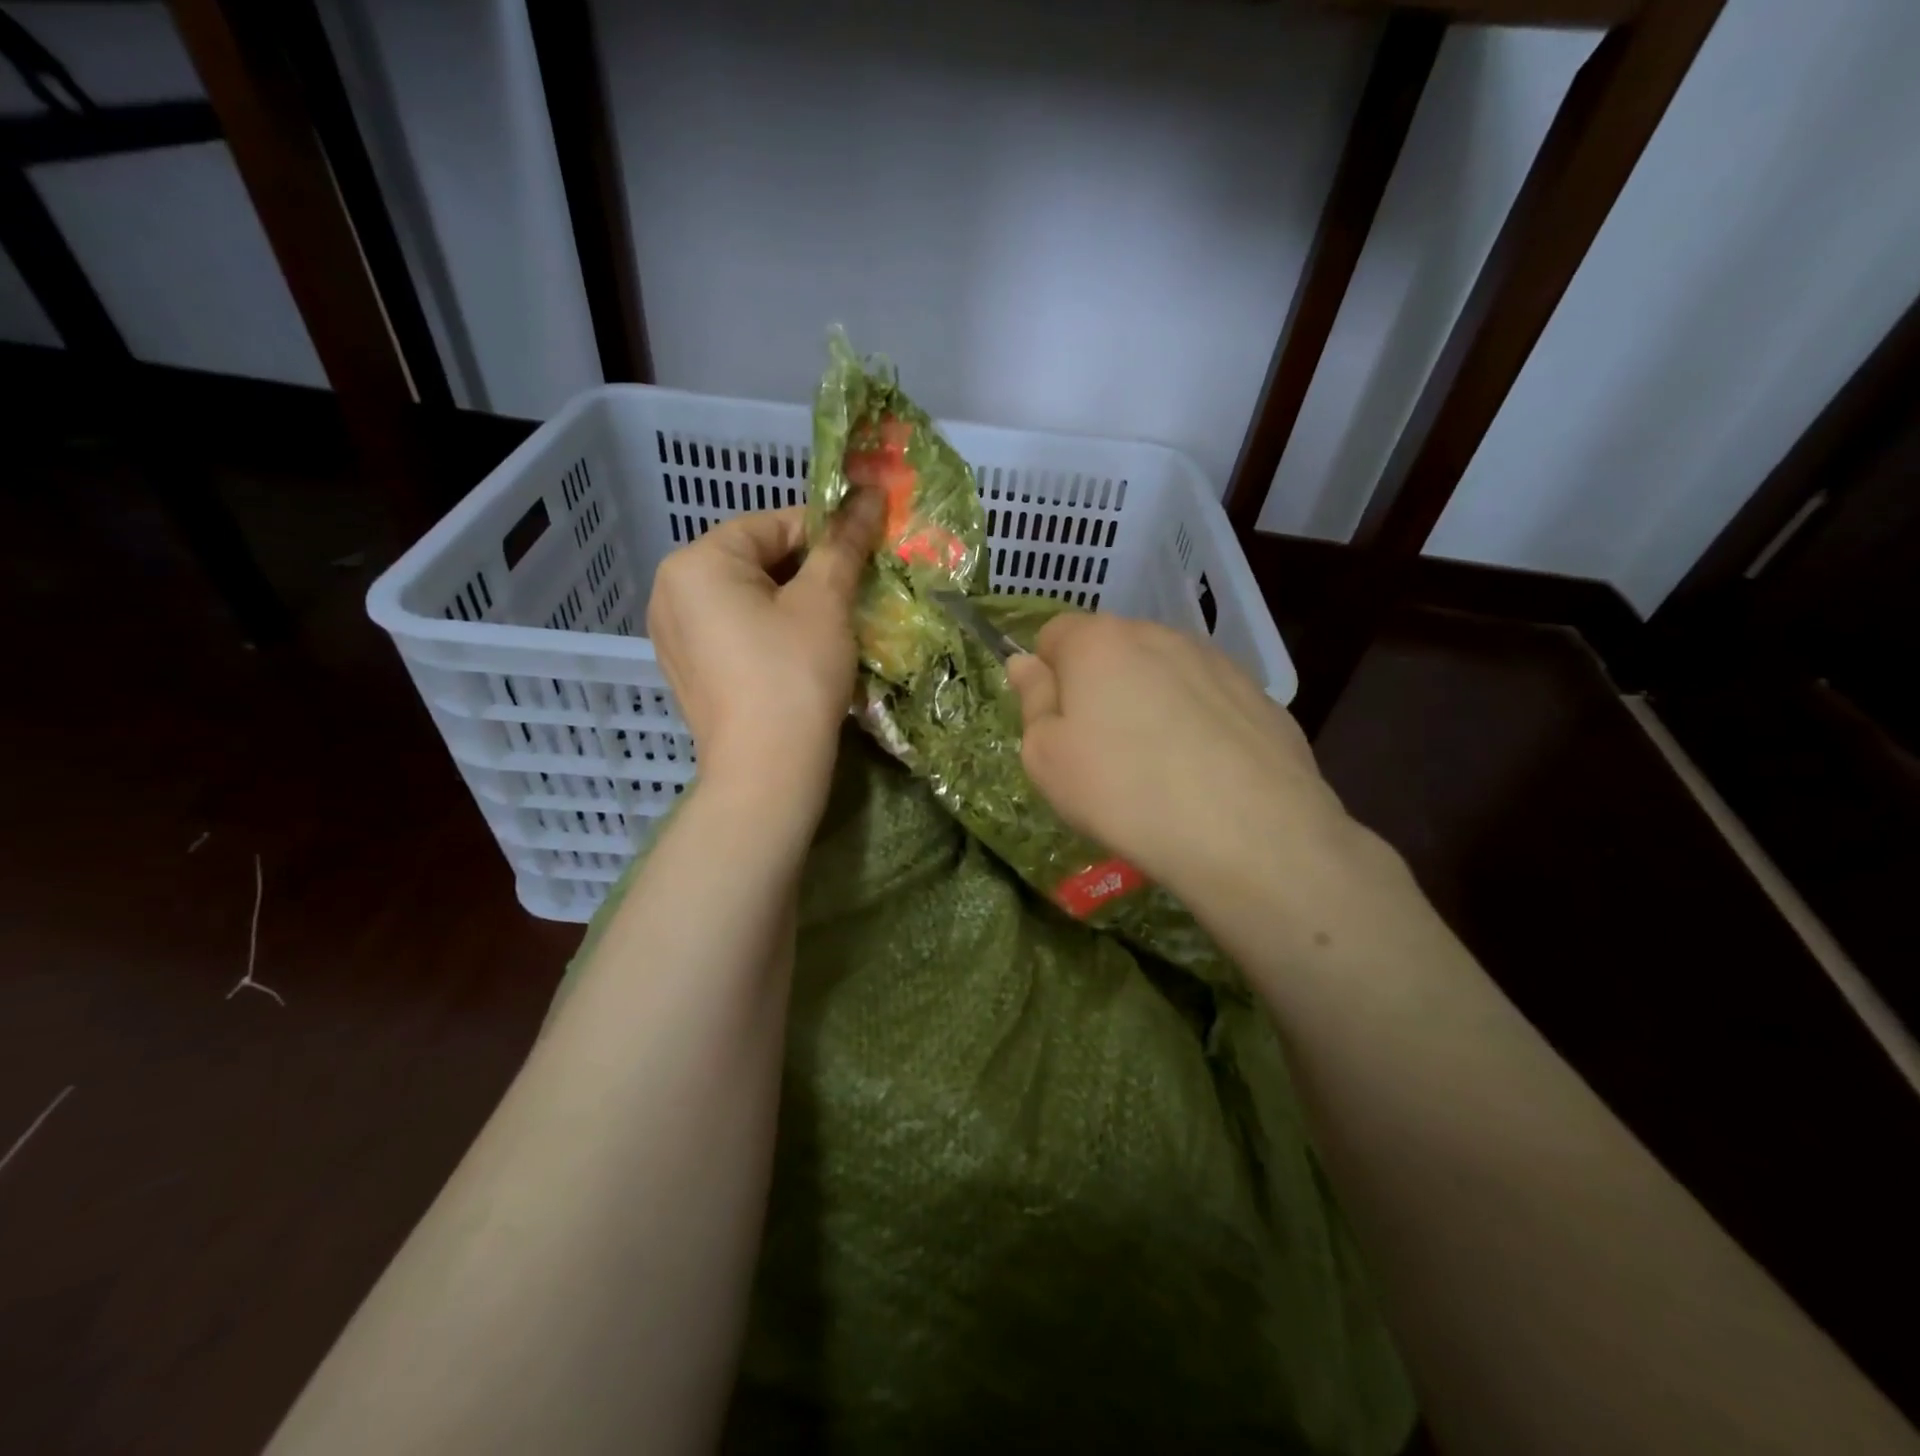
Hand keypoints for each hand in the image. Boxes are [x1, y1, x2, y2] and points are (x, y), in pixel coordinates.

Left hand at [647, 494, 883, 824]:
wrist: (766, 772)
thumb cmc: (794, 675)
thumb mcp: (825, 602)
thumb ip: (844, 543)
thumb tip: (869, 492)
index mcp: (697, 562)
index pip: (773, 524)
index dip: (826, 535)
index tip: (863, 559)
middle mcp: (671, 589)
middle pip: (756, 559)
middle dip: (808, 572)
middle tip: (851, 598)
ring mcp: (673, 633)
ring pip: (746, 597)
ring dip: (791, 603)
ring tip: (830, 629)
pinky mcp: (687, 669)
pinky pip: (733, 630)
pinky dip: (768, 632)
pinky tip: (797, 657)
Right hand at [1005, 614, 1364, 911]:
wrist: (1248, 833)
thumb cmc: (1123, 793)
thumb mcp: (1046, 759)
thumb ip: (1033, 702)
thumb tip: (1026, 663)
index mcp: (1099, 642)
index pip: (1054, 634)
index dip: (1047, 675)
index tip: (1056, 723)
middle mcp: (1158, 635)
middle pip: (1111, 649)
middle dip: (1099, 686)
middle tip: (1101, 751)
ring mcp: (1216, 662)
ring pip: (1163, 672)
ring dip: (1149, 702)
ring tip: (1158, 766)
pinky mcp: (1258, 695)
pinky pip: (1207, 699)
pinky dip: (1196, 722)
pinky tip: (1203, 773)